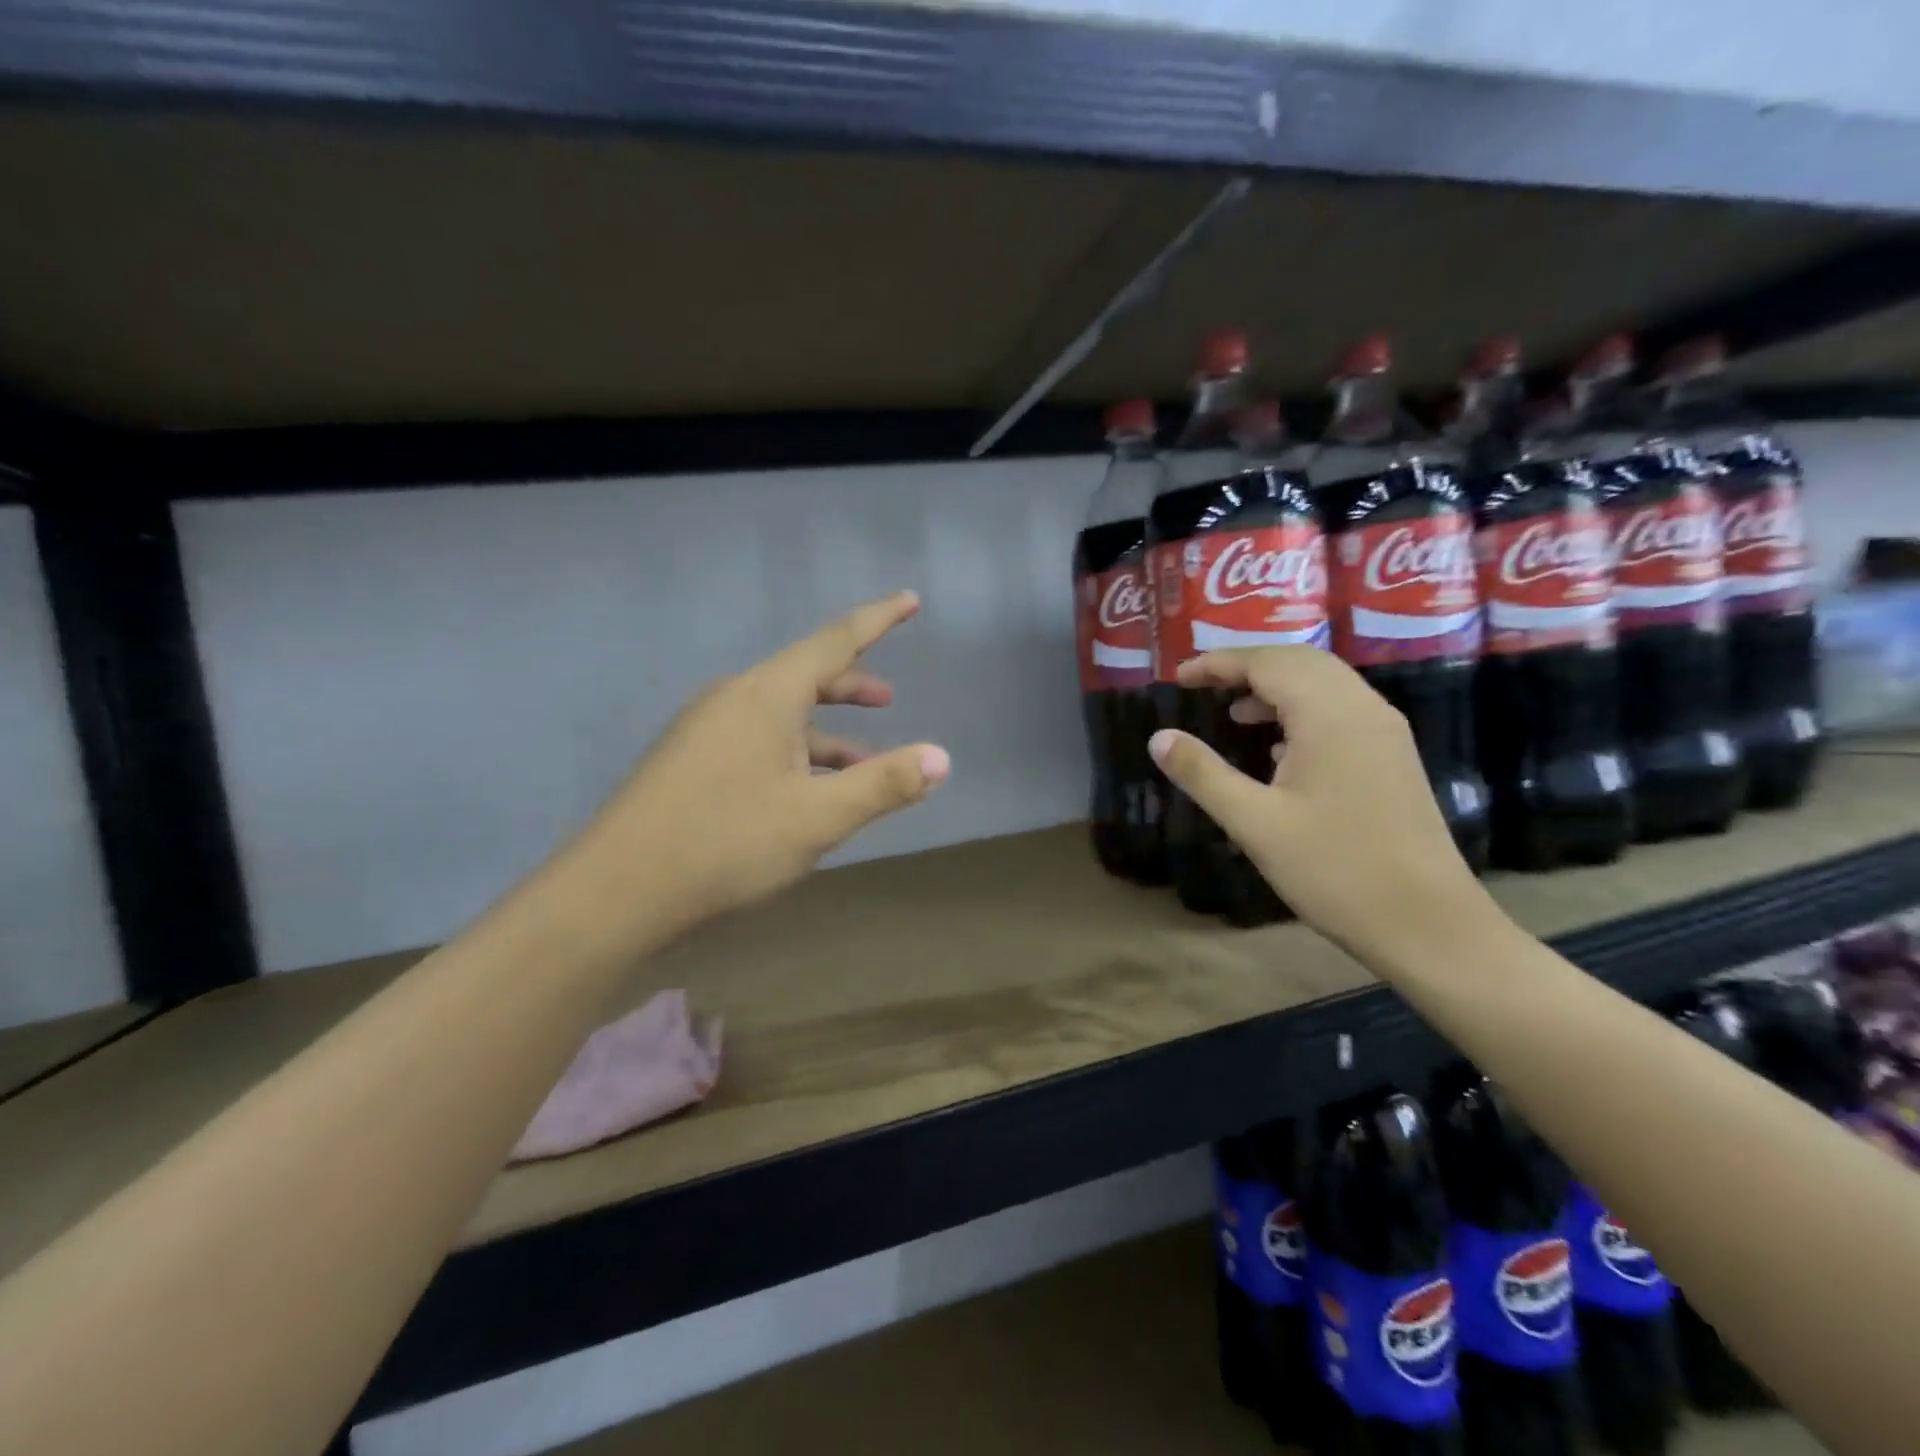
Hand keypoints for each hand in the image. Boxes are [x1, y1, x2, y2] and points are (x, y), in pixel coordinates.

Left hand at [564, 591, 948, 945]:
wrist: (614, 894)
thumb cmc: (725, 844)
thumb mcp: (818, 818)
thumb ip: (884, 784)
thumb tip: (943, 758)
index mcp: (766, 695)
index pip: (835, 641)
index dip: (879, 620)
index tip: (910, 599)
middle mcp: (733, 698)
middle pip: (805, 676)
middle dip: (852, 685)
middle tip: (889, 700)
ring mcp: (705, 729)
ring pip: (781, 715)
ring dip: (826, 732)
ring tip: (862, 763)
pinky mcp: (690, 761)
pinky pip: (757, 740)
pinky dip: (794, 755)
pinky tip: (806, 793)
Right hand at [1147, 647, 1491, 963]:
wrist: (1427, 924)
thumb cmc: (1334, 870)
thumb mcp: (1254, 823)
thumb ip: (1203, 773)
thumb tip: (1159, 737)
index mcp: (1329, 715)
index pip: (1267, 663)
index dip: (1218, 664)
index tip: (1178, 678)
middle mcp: (1362, 709)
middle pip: (1299, 661)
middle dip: (1247, 666)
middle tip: (1203, 685)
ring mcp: (1384, 732)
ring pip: (1324, 684)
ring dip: (1276, 686)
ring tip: (1234, 713)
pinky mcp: (1393, 757)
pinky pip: (1341, 710)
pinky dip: (1302, 709)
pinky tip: (1278, 749)